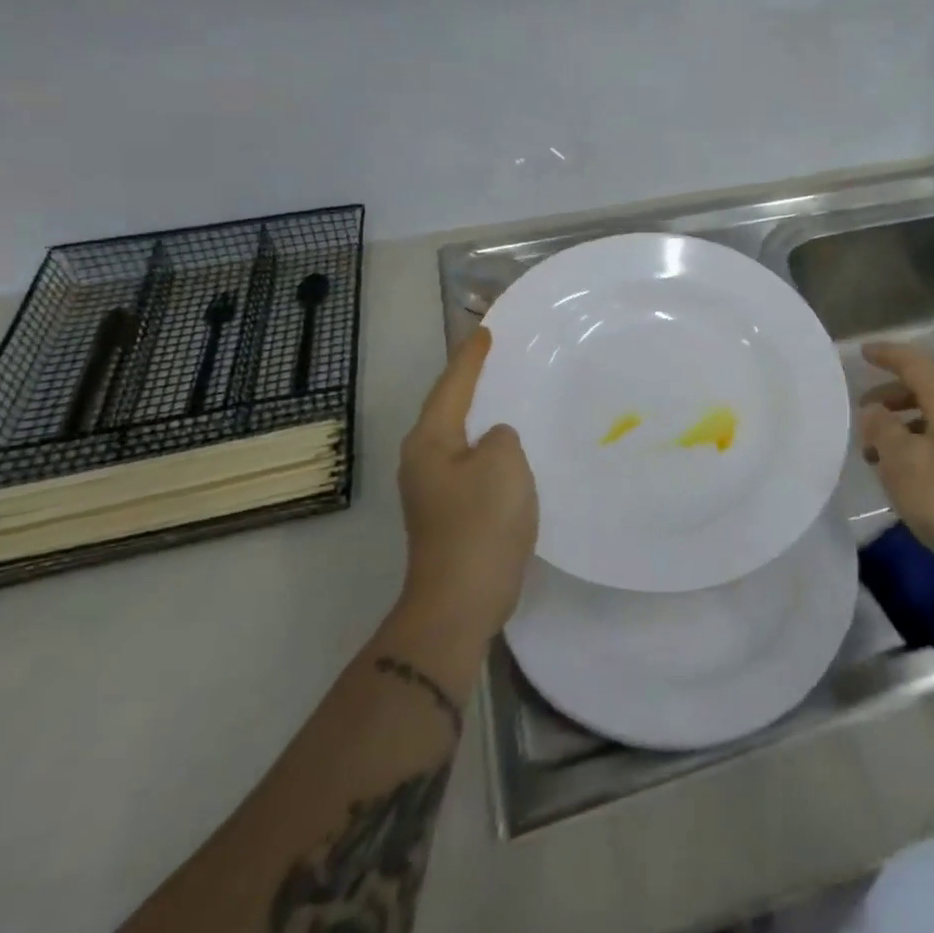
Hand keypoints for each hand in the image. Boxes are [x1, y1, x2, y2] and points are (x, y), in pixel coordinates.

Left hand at [397, 328, 537, 638]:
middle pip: (449, 409)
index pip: (453, 385)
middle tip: (496, 358)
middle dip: (471, 383)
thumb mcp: (503, 463)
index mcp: (430, 441)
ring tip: (508, 396)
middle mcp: (422, 460)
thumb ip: (502, 437)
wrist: (460, 601)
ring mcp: (432, 490)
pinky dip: (488, 449)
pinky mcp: (449, 513)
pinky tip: (511, 449)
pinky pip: (471, 464)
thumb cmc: (481, 523)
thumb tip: (495, 441)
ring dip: (482, 417)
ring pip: (460, 437)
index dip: (471, 357)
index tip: (485, 332)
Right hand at [857, 342, 933, 583]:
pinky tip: (902, 472)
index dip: (887, 355)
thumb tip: (873, 411)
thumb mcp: (901, 461)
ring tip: (875, 450)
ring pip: (933, 417)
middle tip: (862, 412)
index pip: (914, 364)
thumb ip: (881, 428)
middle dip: (890, 396)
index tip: (862, 352)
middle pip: (925, 389)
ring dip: (901, 425)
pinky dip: (916, 443)